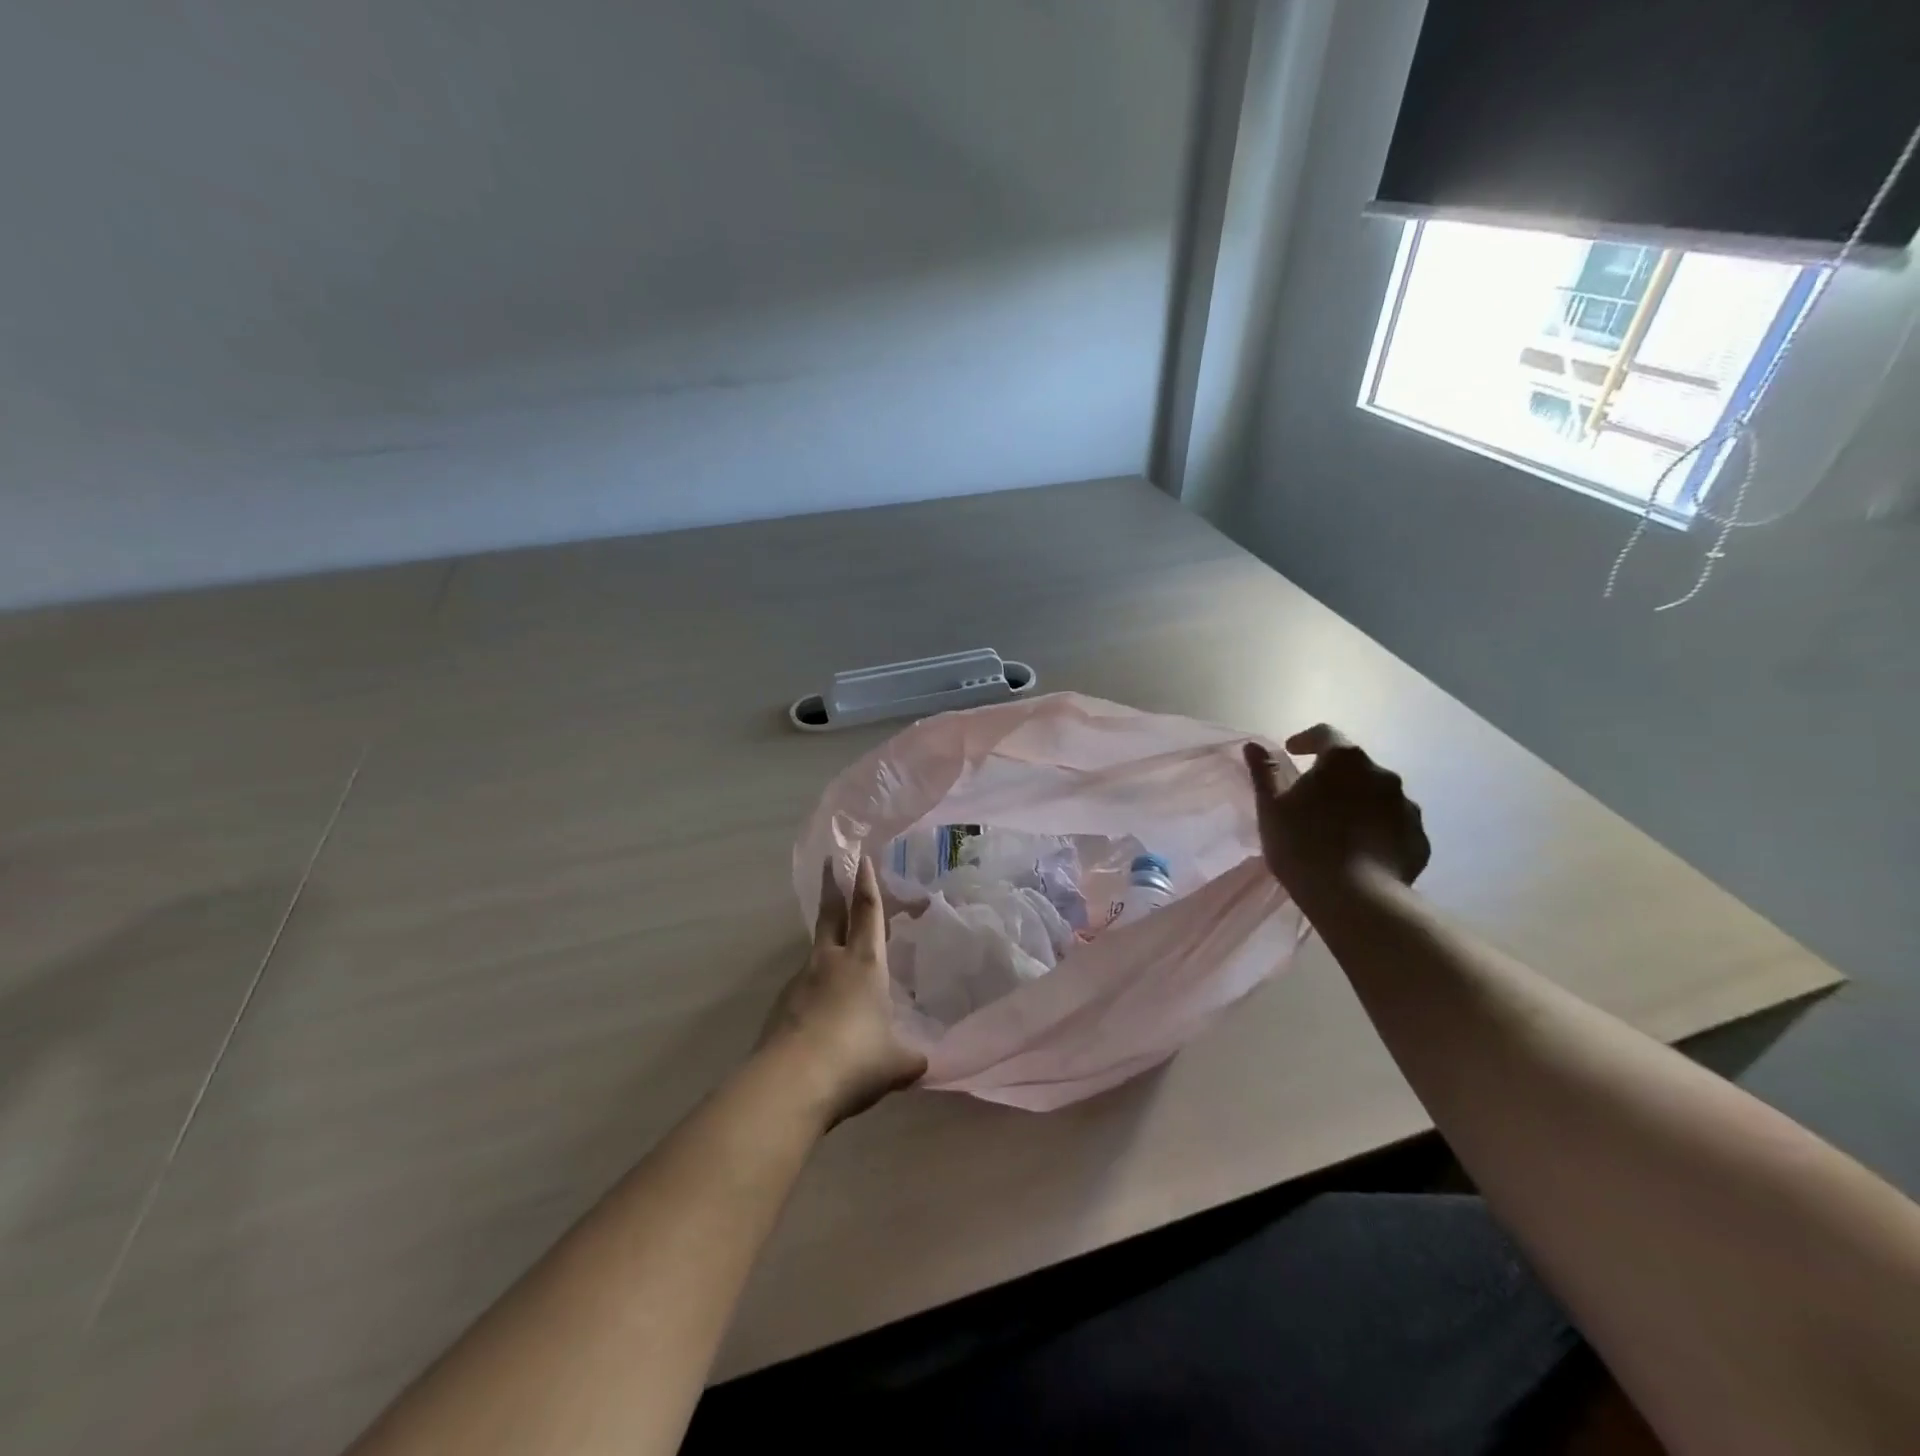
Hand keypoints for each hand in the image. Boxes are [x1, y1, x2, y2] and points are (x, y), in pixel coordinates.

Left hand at [756, 856, 927, 1127]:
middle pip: (831, 915)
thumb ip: (910, 1056)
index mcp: (864, 964)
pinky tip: (821, 1013)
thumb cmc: (855, 1060)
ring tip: (836, 955)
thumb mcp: (896, 1063)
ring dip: (825, 943)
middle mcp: (830, 963)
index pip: (867, 912)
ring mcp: (800, 983)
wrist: (790, 1084)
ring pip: (816, 952)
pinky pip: (802, 987)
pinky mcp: (780, 1008)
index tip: (861, 858)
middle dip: (833, 888)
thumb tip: (922, 1061)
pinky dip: (813, 988)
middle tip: (831, 863)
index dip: (867, 884)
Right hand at [1244, 726, 1429, 893]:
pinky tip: (1361, 853)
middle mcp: (1382, 774)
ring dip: (1358, 803)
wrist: (1355, 898)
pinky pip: (1394, 826)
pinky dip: (1378, 830)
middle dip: (1334, 776)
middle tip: (1312, 800)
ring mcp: (1407, 807)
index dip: (1306, 740)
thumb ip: (1264, 772)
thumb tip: (1253, 745)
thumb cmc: (1302, 845)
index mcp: (1344, 760)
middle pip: (1354, 766)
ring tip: (1339, 830)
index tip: (1292, 753)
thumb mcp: (1271, 808)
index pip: (1325, 734)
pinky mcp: (1419, 839)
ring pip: (1378, 796)